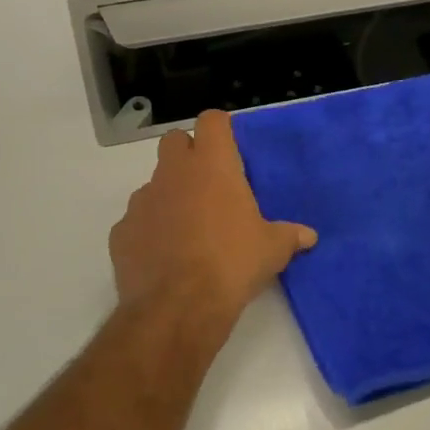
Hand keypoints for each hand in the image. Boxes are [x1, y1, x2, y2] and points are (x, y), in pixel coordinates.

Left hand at [109, 110, 317, 329]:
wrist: (177, 308)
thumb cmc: (232, 264)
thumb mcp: (272, 250)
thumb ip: (289, 236)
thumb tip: (308, 236)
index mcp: (211, 165)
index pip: (212, 120)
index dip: (220, 130)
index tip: (230, 149)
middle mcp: (173, 172)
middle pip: (175, 141)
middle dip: (189, 154)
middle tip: (209, 184)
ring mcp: (142, 200)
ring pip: (155, 182)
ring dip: (170, 195)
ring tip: (188, 229)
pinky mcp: (121, 230)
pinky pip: (138, 219)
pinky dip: (150, 230)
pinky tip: (164, 256)